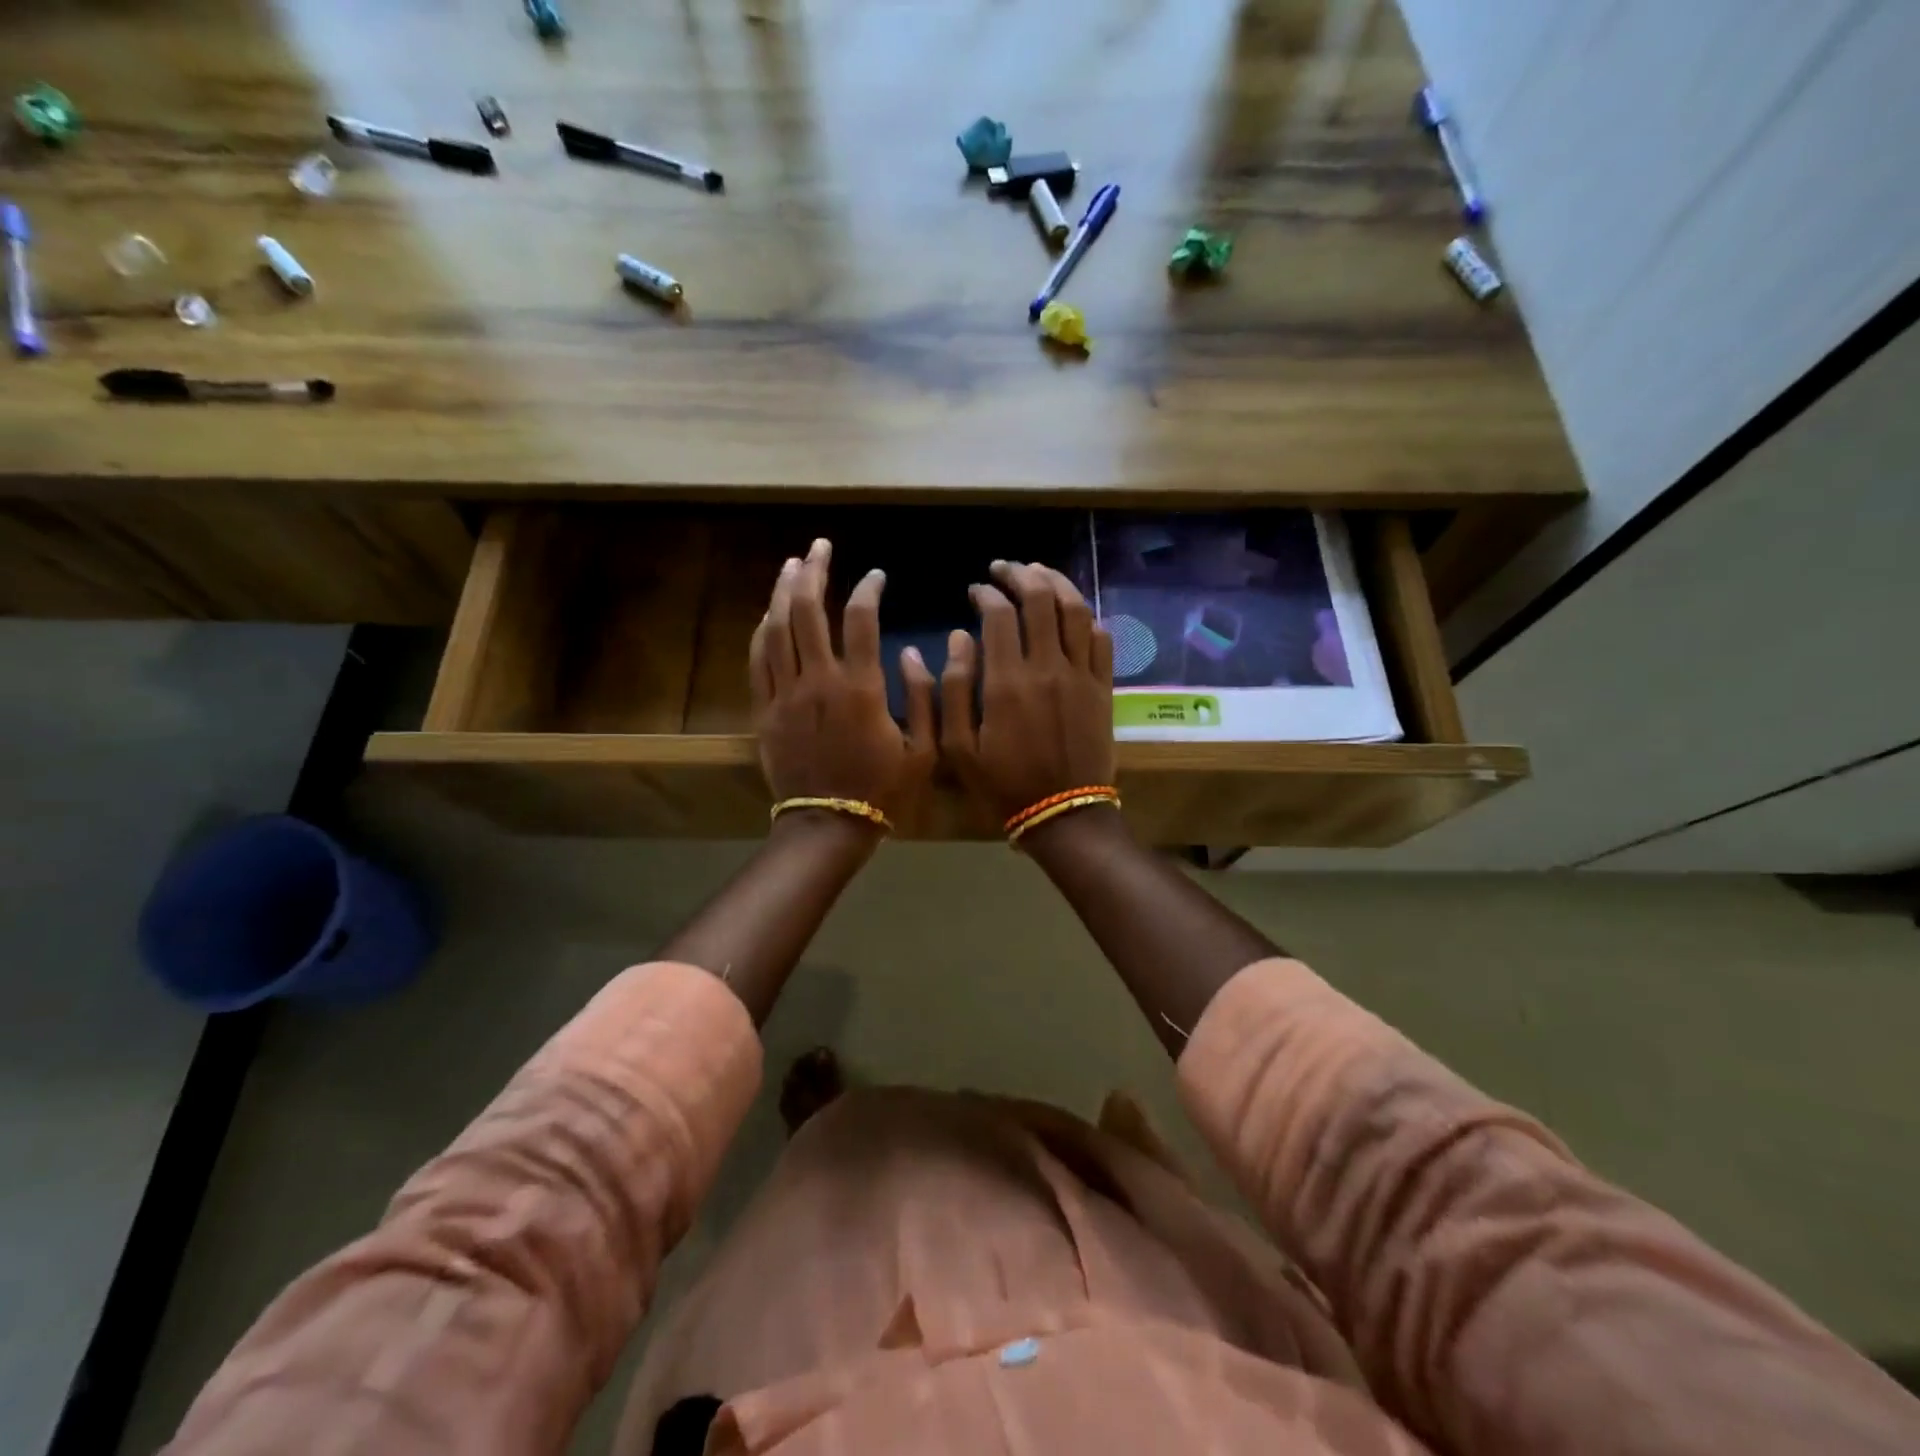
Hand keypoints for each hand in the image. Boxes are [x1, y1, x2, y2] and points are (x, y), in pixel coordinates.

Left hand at [749, 538, 937, 829]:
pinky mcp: (765, 710)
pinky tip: (769, 613)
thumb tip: (911, 652)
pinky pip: (758, 659)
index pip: (860, 619)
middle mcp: (819, 681)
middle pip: (808, 611)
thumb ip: (925, 697)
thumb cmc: (882, 790)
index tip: (876, 576)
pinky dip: (763, 630)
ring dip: (783, 591)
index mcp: (861, 688)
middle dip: (814, 571)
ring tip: (792, 564)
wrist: (828, 825)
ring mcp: (786, 694)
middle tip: (819, 546)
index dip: (867, 589)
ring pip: (777, 628)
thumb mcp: (924, 749)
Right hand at [941, 560, 1115, 824]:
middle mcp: (1047, 667)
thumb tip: (958, 636)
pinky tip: (1074, 612)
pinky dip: (1087, 617)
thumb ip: (953, 688)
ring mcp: (1081, 675)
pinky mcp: (1103, 687)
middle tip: (1004, 569)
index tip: (975, 591)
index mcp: (1007, 681)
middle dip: (1019, 574)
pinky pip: (1101, 639)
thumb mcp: (959, 747)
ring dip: (1057, 583)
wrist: (1062, 813)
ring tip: (1039, 573)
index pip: (998, 614)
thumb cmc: (1003, 784)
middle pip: (1039, 599)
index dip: (985, 594)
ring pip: (1075, 610)